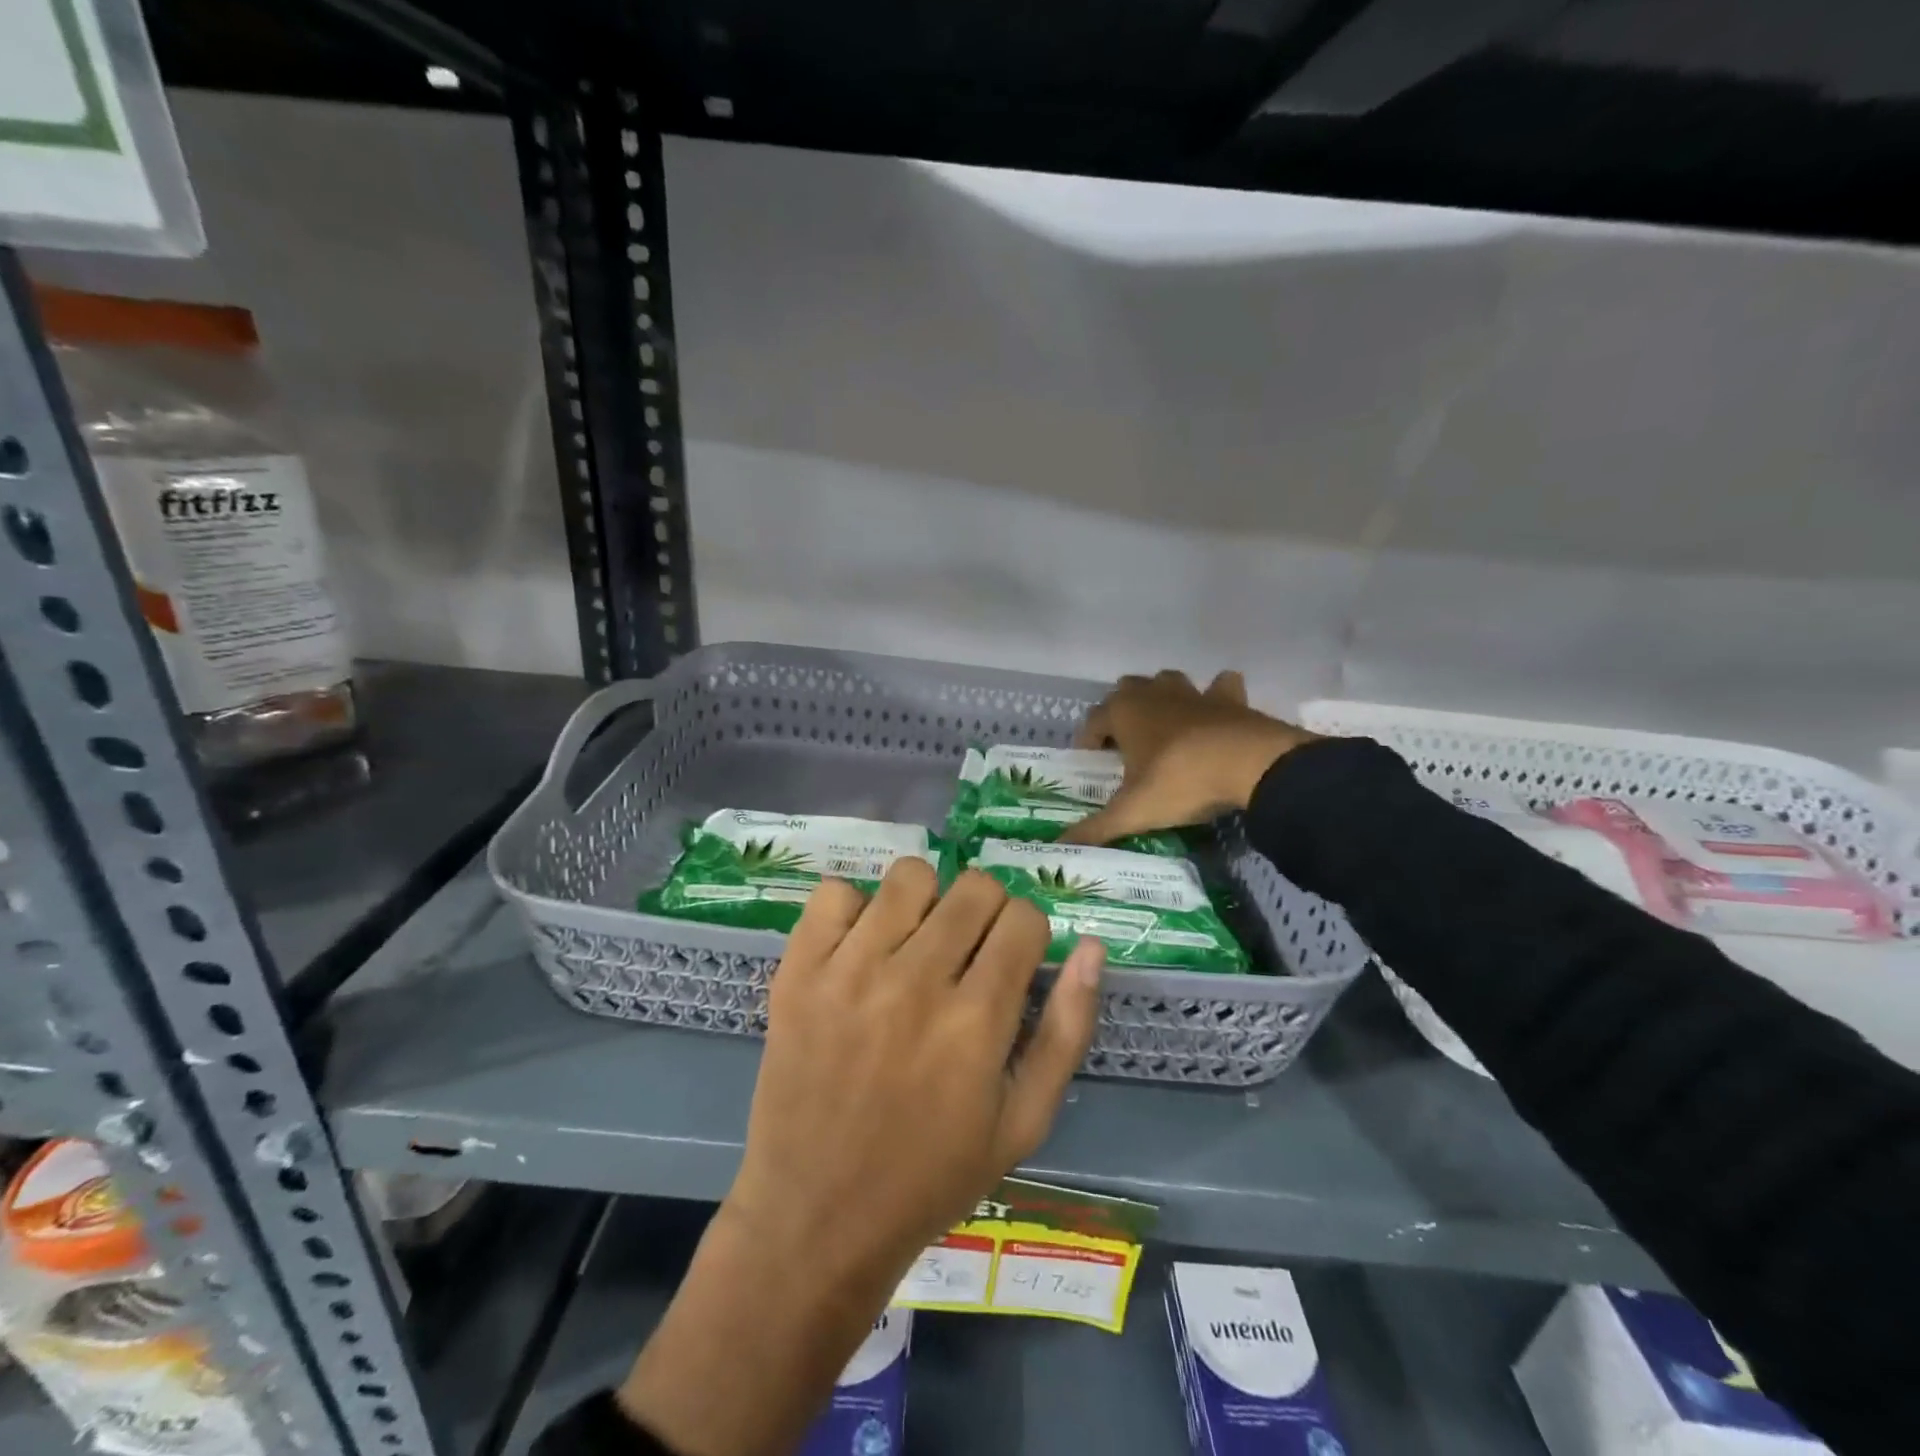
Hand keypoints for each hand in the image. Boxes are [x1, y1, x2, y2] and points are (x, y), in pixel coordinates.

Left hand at [619, 861, 1104, 1455]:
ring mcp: (849, 970)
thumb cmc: (931, 1176)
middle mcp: (915, 982)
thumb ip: (1066, 1029)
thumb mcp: (1023, 1122)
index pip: (1024, 917)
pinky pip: (834, 892)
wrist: (815, 1217)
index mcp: (976, 1022)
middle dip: (986, 910)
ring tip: (916, 943)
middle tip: (968, 953)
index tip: (1011, 961)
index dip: (1027, 934)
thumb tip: (1092, 945)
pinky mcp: (798, 971)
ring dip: (926, 901)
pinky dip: (854, 910)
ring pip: (910, 874)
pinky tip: (860, 948)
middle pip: (975, 886)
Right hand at [1063, 670, 1312, 846]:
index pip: (1092, 720)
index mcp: (1123, 712)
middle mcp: (1153, 693)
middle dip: (1121, 713)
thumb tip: (1059, 848)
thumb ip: (1096, 829)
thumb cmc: (1180, 781)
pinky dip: (1216, 696)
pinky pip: (1220, 687)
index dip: (1087, 741)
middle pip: (1126, 690)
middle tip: (1126, 747)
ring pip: (1167, 681)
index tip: (1091, 764)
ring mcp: (1193, 692)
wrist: (1250, 765)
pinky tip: (1216, 715)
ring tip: (1165, 728)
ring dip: (1162, 698)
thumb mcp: (1133, 812)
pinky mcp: (1229, 699)